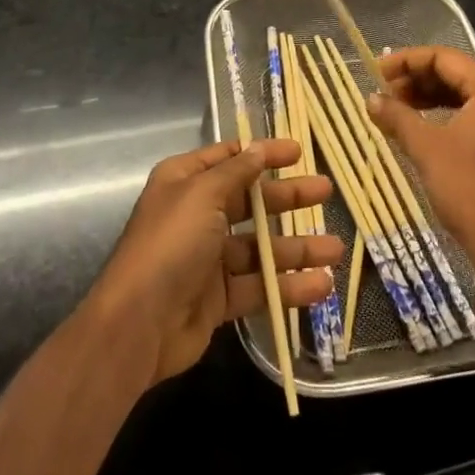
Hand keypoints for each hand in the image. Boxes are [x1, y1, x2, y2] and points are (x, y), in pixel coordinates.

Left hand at [87, 138, 340, 388]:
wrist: (137, 325)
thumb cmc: (170, 244)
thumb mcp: (202, 195)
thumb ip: (236, 172)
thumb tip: (258, 149)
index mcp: (186, 182)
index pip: (230, 158)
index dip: (263, 153)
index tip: (298, 151)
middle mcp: (197, 215)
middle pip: (252, 201)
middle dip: (289, 198)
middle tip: (326, 192)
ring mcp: (208, 259)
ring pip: (261, 247)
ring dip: (298, 248)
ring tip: (337, 250)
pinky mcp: (218, 299)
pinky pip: (259, 286)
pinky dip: (288, 286)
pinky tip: (321, 286)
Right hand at [370, 48, 474, 303]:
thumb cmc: (470, 189)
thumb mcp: (426, 148)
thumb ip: (397, 117)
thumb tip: (370, 99)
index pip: (444, 57)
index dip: (406, 61)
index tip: (376, 72)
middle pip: (456, 74)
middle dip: (417, 80)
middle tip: (384, 92)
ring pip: (465, 97)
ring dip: (430, 99)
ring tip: (397, 110)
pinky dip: (447, 118)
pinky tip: (422, 131)